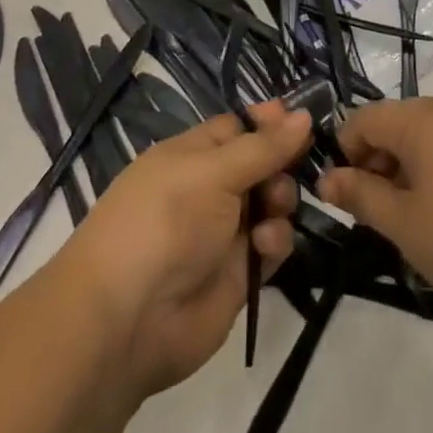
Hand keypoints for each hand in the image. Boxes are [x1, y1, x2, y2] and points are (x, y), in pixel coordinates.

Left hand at [52, 103, 310, 398]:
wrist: (127, 319)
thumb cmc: (165, 221)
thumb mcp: (213, 172)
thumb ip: (264, 146)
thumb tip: (304, 113)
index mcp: (192, 155)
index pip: (239, 127)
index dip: (269, 122)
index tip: (303, 120)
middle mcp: (209, 189)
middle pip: (262, 164)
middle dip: (282, 164)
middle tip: (289, 172)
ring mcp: (224, 232)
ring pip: (272, 204)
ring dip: (281, 202)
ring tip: (273, 211)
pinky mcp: (239, 273)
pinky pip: (272, 246)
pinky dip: (275, 243)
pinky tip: (263, 248)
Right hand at [320, 97, 432, 340]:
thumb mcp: (404, 225)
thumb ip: (361, 195)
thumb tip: (327, 179)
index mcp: (426, 117)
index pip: (365, 118)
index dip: (345, 152)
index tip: (342, 196)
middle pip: (398, 123)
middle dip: (377, 162)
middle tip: (374, 215)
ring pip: (429, 136)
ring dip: (407, 169)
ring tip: (409, 222)